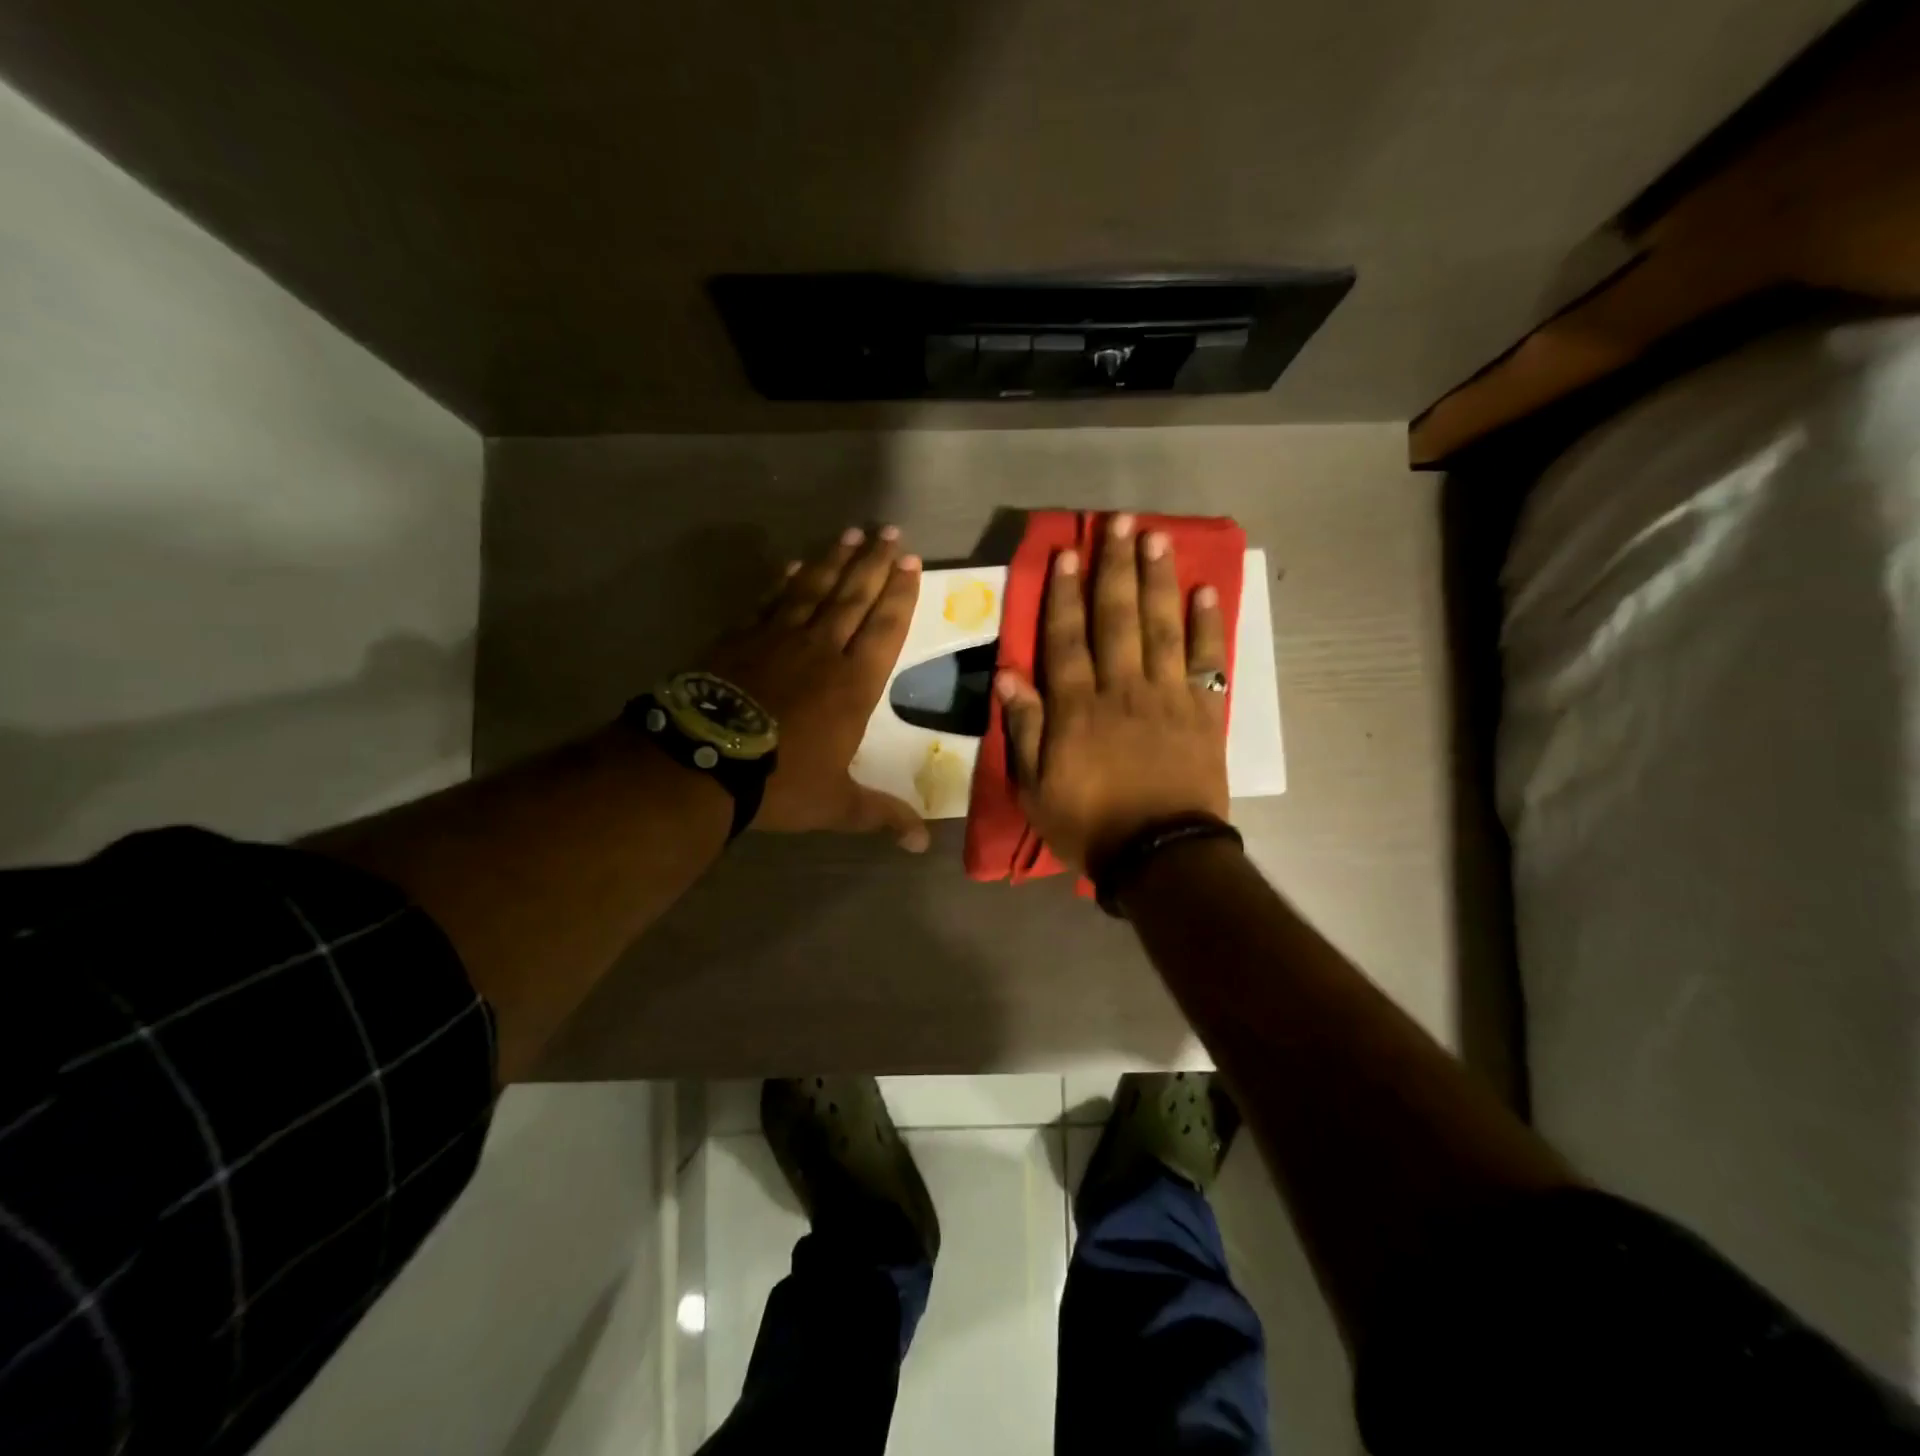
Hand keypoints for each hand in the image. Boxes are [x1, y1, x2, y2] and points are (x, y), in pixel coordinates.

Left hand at [703, 525, 930, 850]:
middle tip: (890, 532)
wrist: (703, 762)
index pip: (885, 628)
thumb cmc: (780, 781)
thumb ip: (881, 815)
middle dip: (875, 563)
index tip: (910, 563)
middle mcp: (822, 650)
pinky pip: (770, 600)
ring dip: (835, 560)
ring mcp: (778, 638)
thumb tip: (922, 845)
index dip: (900, 594)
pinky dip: (784, 580)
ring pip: (814, 589)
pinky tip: (794, 564)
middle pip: (854, 596)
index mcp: (853, 684)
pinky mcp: (741, 637)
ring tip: (852, 534)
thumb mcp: (837, 804)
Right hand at [994, 513, 1229, 872]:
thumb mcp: (1035, 788)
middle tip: (1118, 523)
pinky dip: (1207, 627)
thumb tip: (1008, 674)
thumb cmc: (1089, 825)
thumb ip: (1023, 729)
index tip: (1065, 554)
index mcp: (1077, 708)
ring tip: (1156, 538)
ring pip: (1161, 627)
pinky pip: (1206, 661)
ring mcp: (1166, 697)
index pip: (1066, 638)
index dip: (1063, 594)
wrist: (1160, 856)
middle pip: (1116, 618)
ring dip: (1157, 580)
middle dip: (1114, 568)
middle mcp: (1122, 689)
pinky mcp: (1202, 712)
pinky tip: (1204, 593)